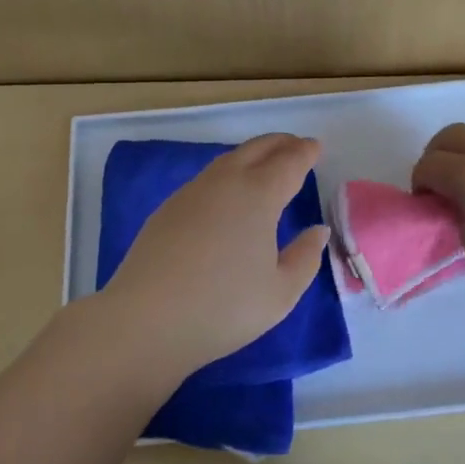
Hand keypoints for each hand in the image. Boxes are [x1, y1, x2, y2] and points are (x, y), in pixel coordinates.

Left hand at [94, 134, 329, 382]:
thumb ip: (305, 257)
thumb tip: (317, 230)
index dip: (305, 152)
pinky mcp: (169, 207)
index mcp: (258, 195)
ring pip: (229, 160)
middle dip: (280, 143)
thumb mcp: (280, 293)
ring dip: (252, 154)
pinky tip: (228, 192)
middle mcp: (226, 182)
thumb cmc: (223, 308)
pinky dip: (228, 172)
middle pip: (257, 149)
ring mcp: (193, 192)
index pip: (288, 163)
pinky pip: (208, 177)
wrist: (148, 319)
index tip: (315, 147)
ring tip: (265, 164)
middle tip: (296, 146)